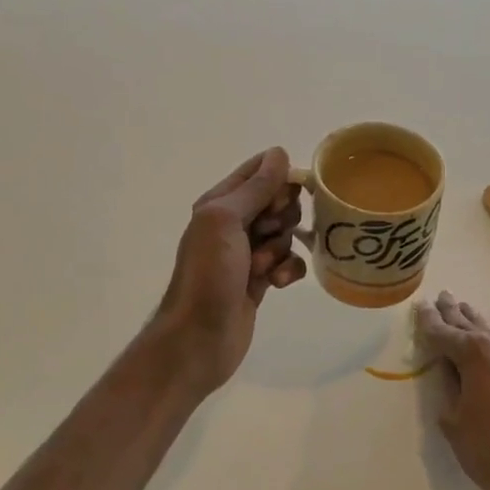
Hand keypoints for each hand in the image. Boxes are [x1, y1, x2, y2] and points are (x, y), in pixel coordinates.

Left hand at [155, 148, 306, 391]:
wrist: (200, 337)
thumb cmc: (209, 273)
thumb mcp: (226, 220)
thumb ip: (254, 187)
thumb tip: (279, 153)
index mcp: (219, 203)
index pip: (258, 172)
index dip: (278, 181)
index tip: (281, 200)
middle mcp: (233, 224)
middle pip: (278, 203)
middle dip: (282, 218)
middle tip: (266, 235)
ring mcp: (248, 253)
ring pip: (286, 234)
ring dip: (281, 249)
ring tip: (263, 268)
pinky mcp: (262, 280)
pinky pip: (289, 263)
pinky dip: (287, 271)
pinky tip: (277, 284)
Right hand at [415, 291, 489, 489]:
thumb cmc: (488, 453)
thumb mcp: (453, 420)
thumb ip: (450, 385)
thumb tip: (449, 367)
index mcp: (474, 355)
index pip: (443, 333)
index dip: (429, 322)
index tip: (421, 307)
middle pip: (471, 326)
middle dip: (454, 314)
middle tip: (443, 298)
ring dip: (479, 320)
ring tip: (465, 306)